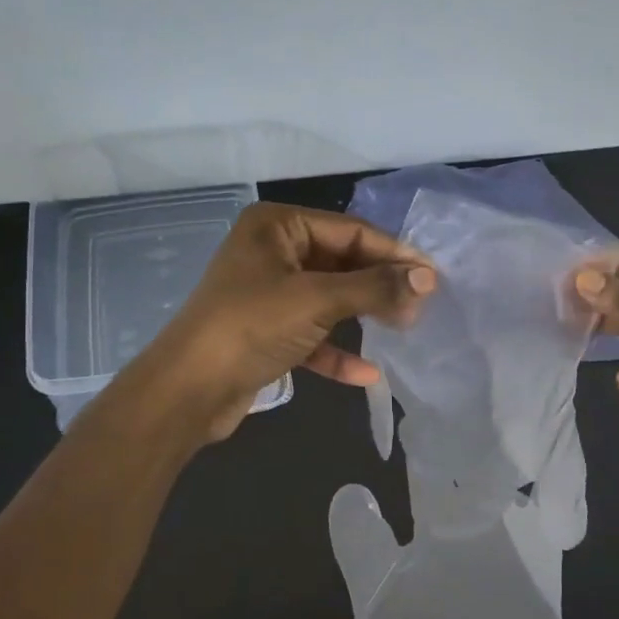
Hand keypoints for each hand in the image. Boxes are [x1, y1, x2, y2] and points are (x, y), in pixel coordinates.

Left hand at [125, 202, 436, 440]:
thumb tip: (428, 278)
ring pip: (330, 297)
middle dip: (379, 285)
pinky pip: (312, 333)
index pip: (350, 231)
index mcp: (277, 226)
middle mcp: (273, 251)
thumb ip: (375, 287)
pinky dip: (337, 351)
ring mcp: (268, 292)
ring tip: (404, 329)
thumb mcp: (318, 301)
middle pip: (342, 262)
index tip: (432, 277)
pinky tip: (366, 374)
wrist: (186, 391)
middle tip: (420, 306)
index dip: (394, 253)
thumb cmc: (251, 327)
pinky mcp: (267, 331)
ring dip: (364, 315)